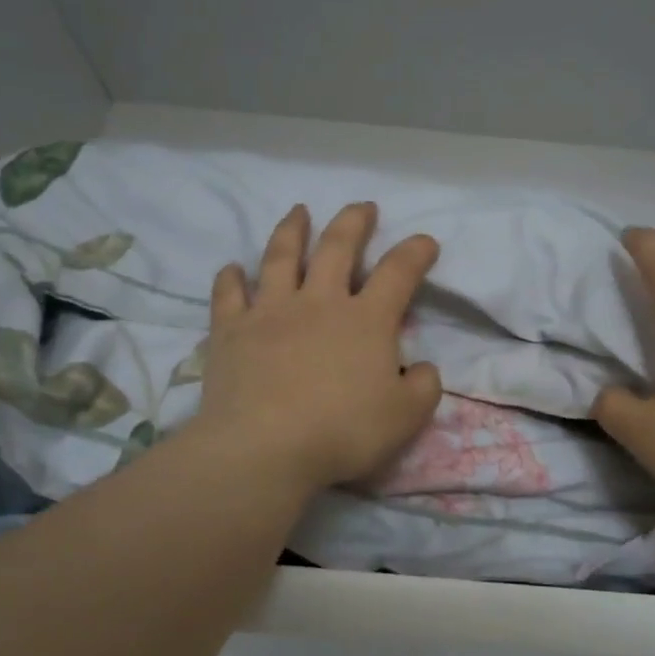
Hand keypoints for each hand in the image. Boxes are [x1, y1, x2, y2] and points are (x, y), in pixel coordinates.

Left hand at [193, 202, 443, 493]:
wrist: (265, 449)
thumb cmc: (342, 432)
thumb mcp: (405, 417)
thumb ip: (424, 387)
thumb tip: (422, 368)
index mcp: (366, 321)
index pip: (398, 273)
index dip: (415, 252)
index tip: (425, 241)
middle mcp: (318, 303)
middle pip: (337, 248)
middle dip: (353, 222)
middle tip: (363, 206)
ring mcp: (270, 312)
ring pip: (280, 257)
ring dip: (291, 230)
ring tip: (298, 211)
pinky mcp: (231, 331)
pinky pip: (229, 295)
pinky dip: (230, 278)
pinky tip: (231, 268)